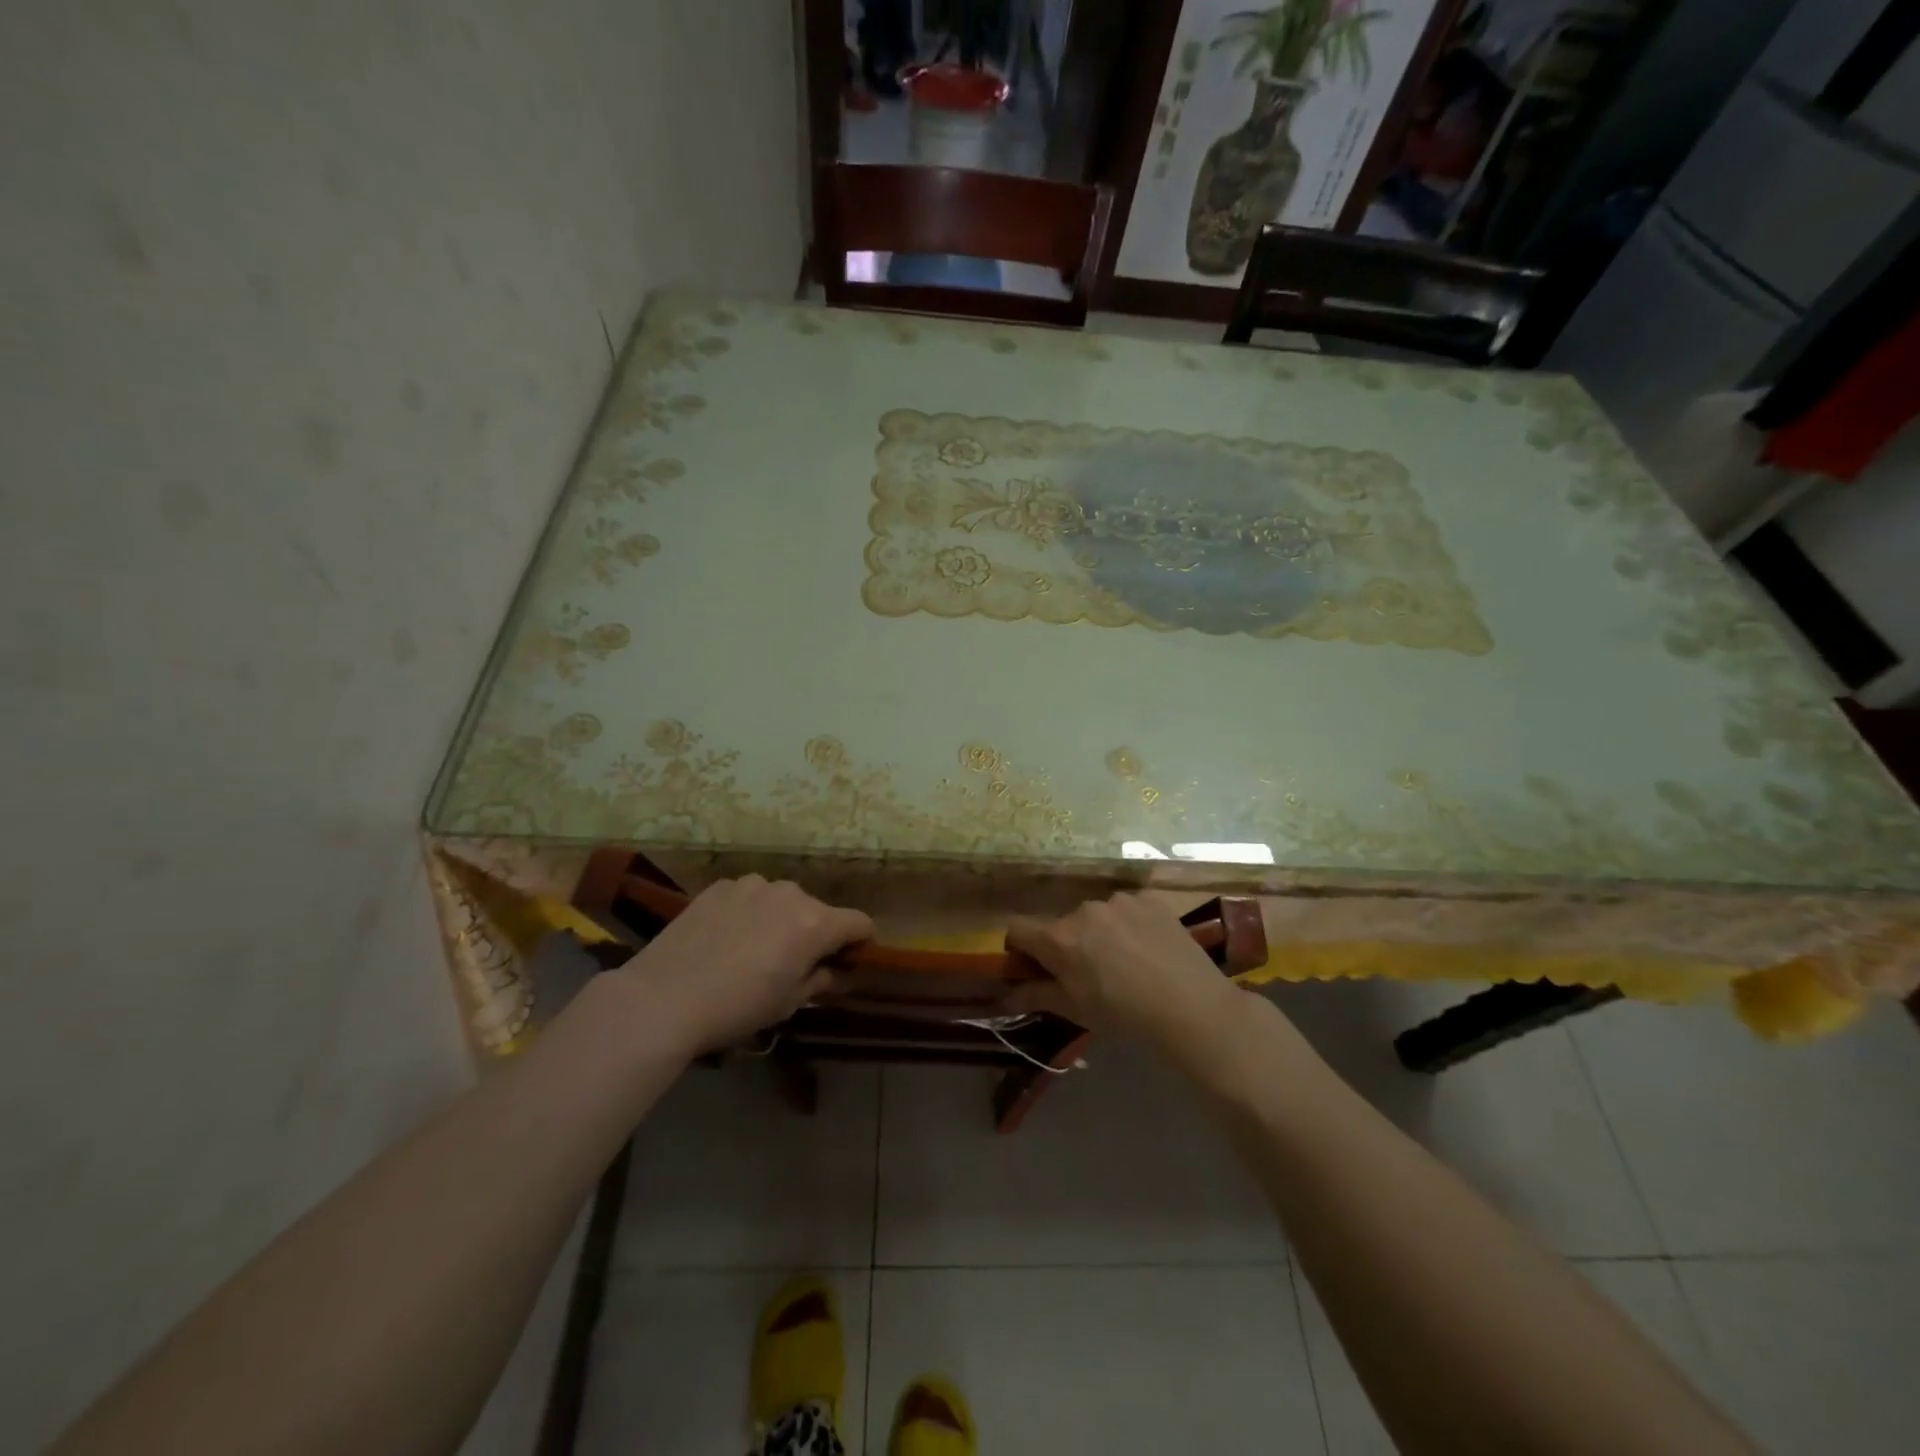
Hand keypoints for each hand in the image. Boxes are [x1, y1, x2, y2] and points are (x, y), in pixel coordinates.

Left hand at [616, 876, 873, 1053]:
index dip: (860, 942)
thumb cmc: (737, 1007)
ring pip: (782, 900)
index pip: (860, 922)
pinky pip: (750, 896)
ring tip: (753, 949)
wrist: (663, 996)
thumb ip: (821, 980)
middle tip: (792, 963)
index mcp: (816, 923)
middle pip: (818, 910)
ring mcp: (753, 885)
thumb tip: (835, 971)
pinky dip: (749, 912)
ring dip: (780, 919)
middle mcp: (791, 894)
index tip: (848, 960)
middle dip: (814, 932)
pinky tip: (725, 938)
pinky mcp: (721, 886)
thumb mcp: (788, 1004)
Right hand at [1005, 893, 1242, 1041]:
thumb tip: (1004, 994)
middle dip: (1069, 945)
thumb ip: (1035, 996)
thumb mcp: (1074, 1010)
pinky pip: (1128, 908)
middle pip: (1062, 924)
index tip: (1035, 967)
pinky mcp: (1149, 898)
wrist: (1190, 1007)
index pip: (1017, 928)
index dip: (1020, 948)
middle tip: (1092, 975)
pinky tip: (1149, 949)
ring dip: (1101, 933)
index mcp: (1058, 938)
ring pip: (1097, 914)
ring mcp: (1118, 900)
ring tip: (1127, 963)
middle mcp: (1083, 909)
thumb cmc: (1123, 1015)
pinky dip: (1131, 924)